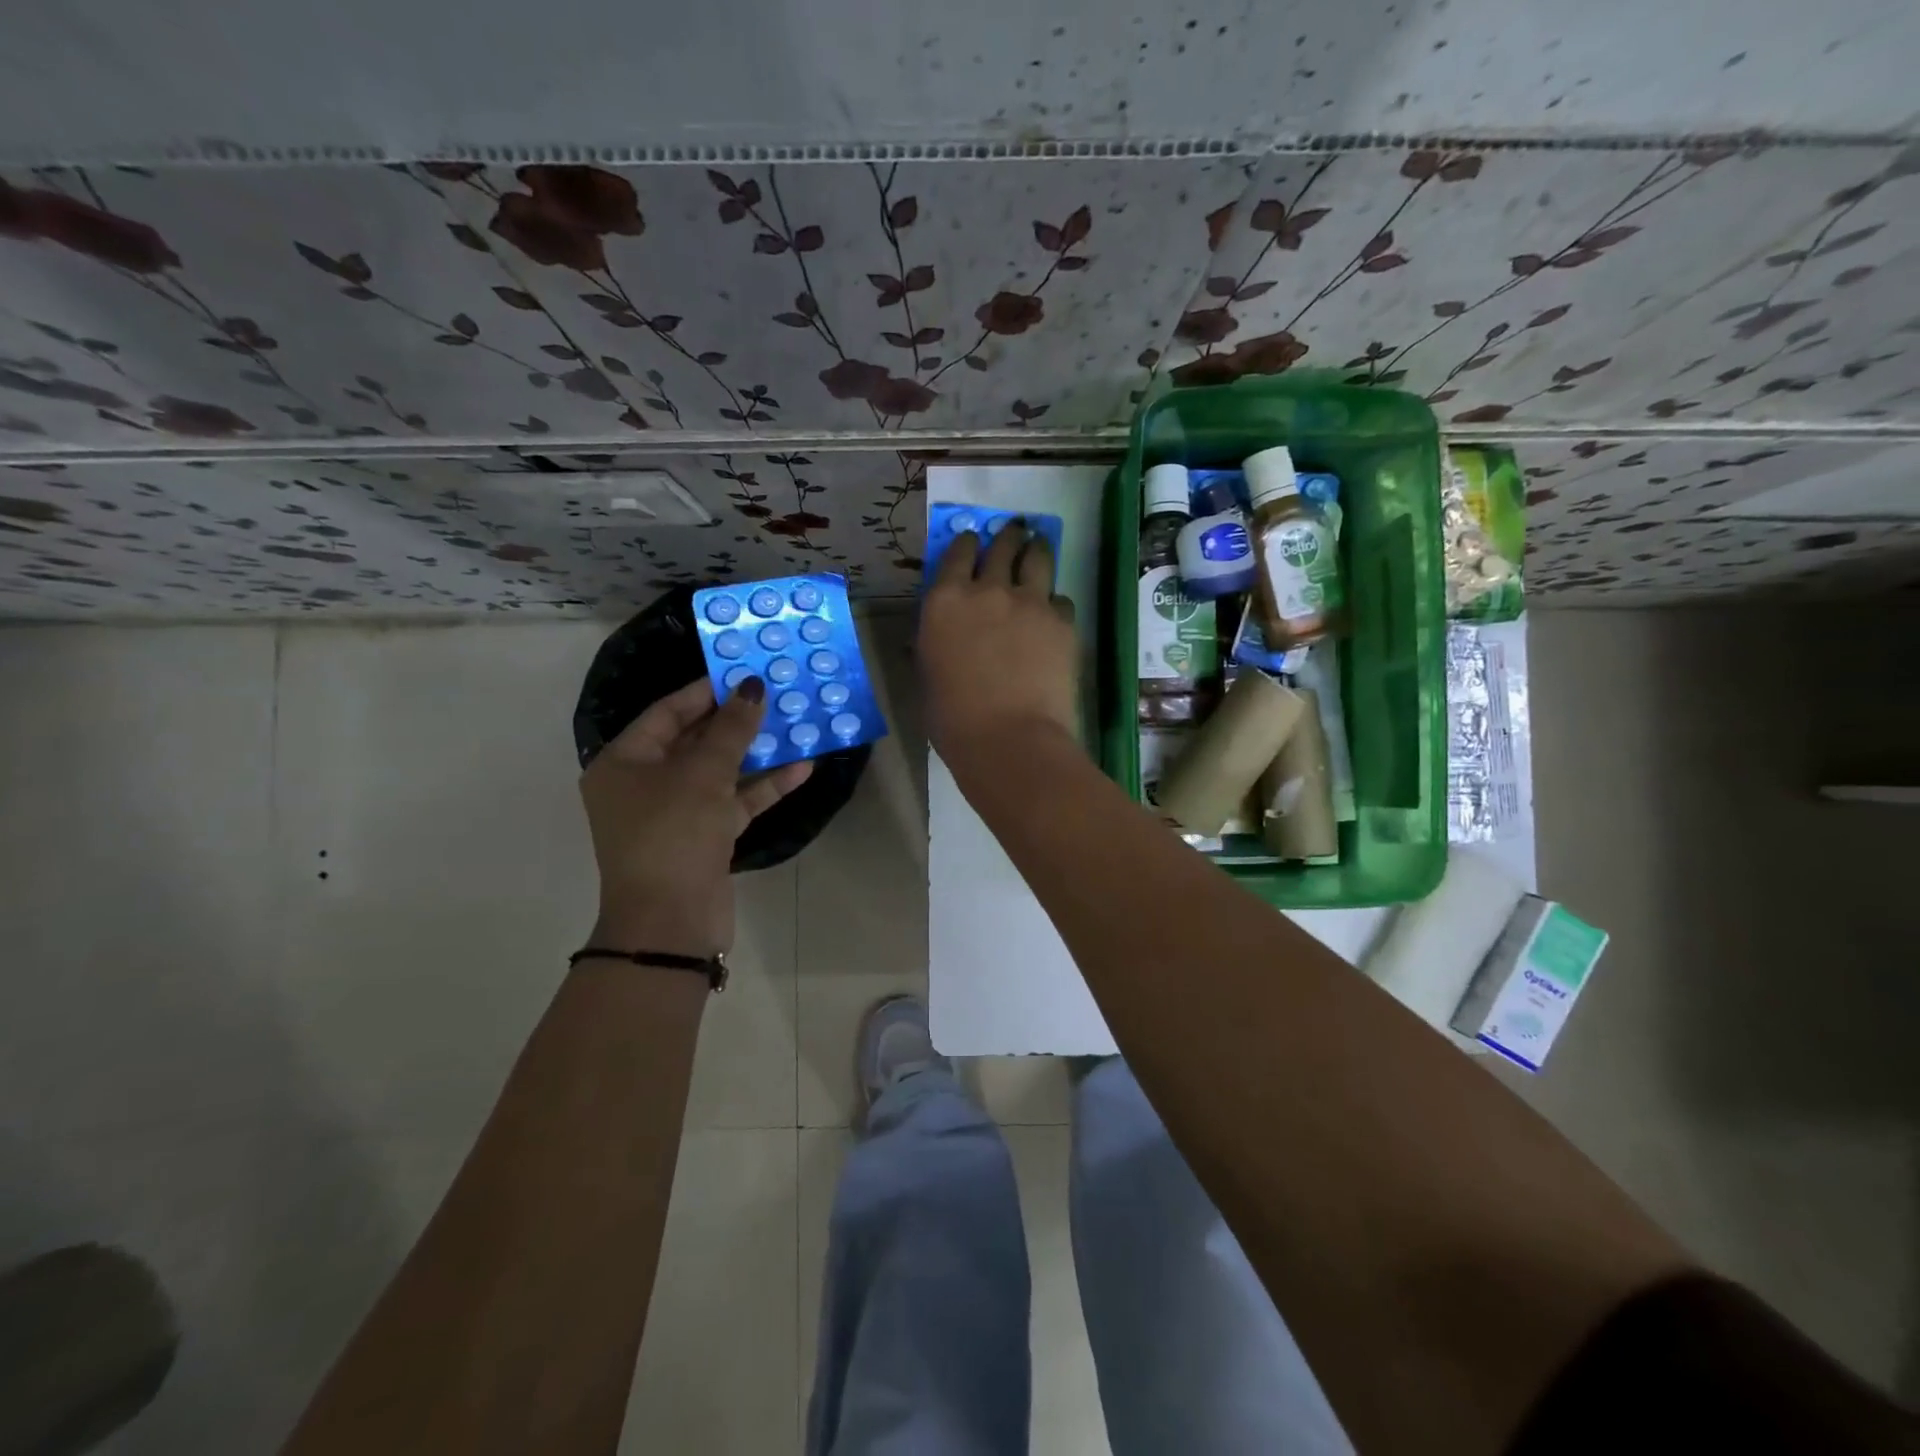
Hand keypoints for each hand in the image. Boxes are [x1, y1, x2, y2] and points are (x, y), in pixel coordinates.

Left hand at [580, 677, 811, 958]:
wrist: (670, 922)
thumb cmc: (674, 834)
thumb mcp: (703, 775)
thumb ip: (732, 729)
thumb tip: (752, 687)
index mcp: (624, 763)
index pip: (667, 712)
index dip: (706, 691)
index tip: (744, 672)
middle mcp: (644, 784)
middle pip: (695, 740)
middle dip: (737, 720)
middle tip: (776, 694)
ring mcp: (676, 813)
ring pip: (720, 772)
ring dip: (757, 752)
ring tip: (796, 724)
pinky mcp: (704, 837)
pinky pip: (734, 802)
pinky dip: (763, 787)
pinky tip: (802, 767)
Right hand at [919, 521, 1078, 762]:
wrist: (1009, 739)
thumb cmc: (953, 719)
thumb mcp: (929, 674)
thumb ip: (935, 642)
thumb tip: (941, 635)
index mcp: (945, 601)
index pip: (958, 553)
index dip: (967, 543)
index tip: (972, 541)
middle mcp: (987, 590)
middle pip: (1001, 546)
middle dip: (1007, 536)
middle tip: (1014, 532)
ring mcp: (1030, 602)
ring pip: (1038, 558)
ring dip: (1036, 549)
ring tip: (1038, 546)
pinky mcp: (1062, 622)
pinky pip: (1061, 599)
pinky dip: (1054, 602)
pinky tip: (1053, 612)